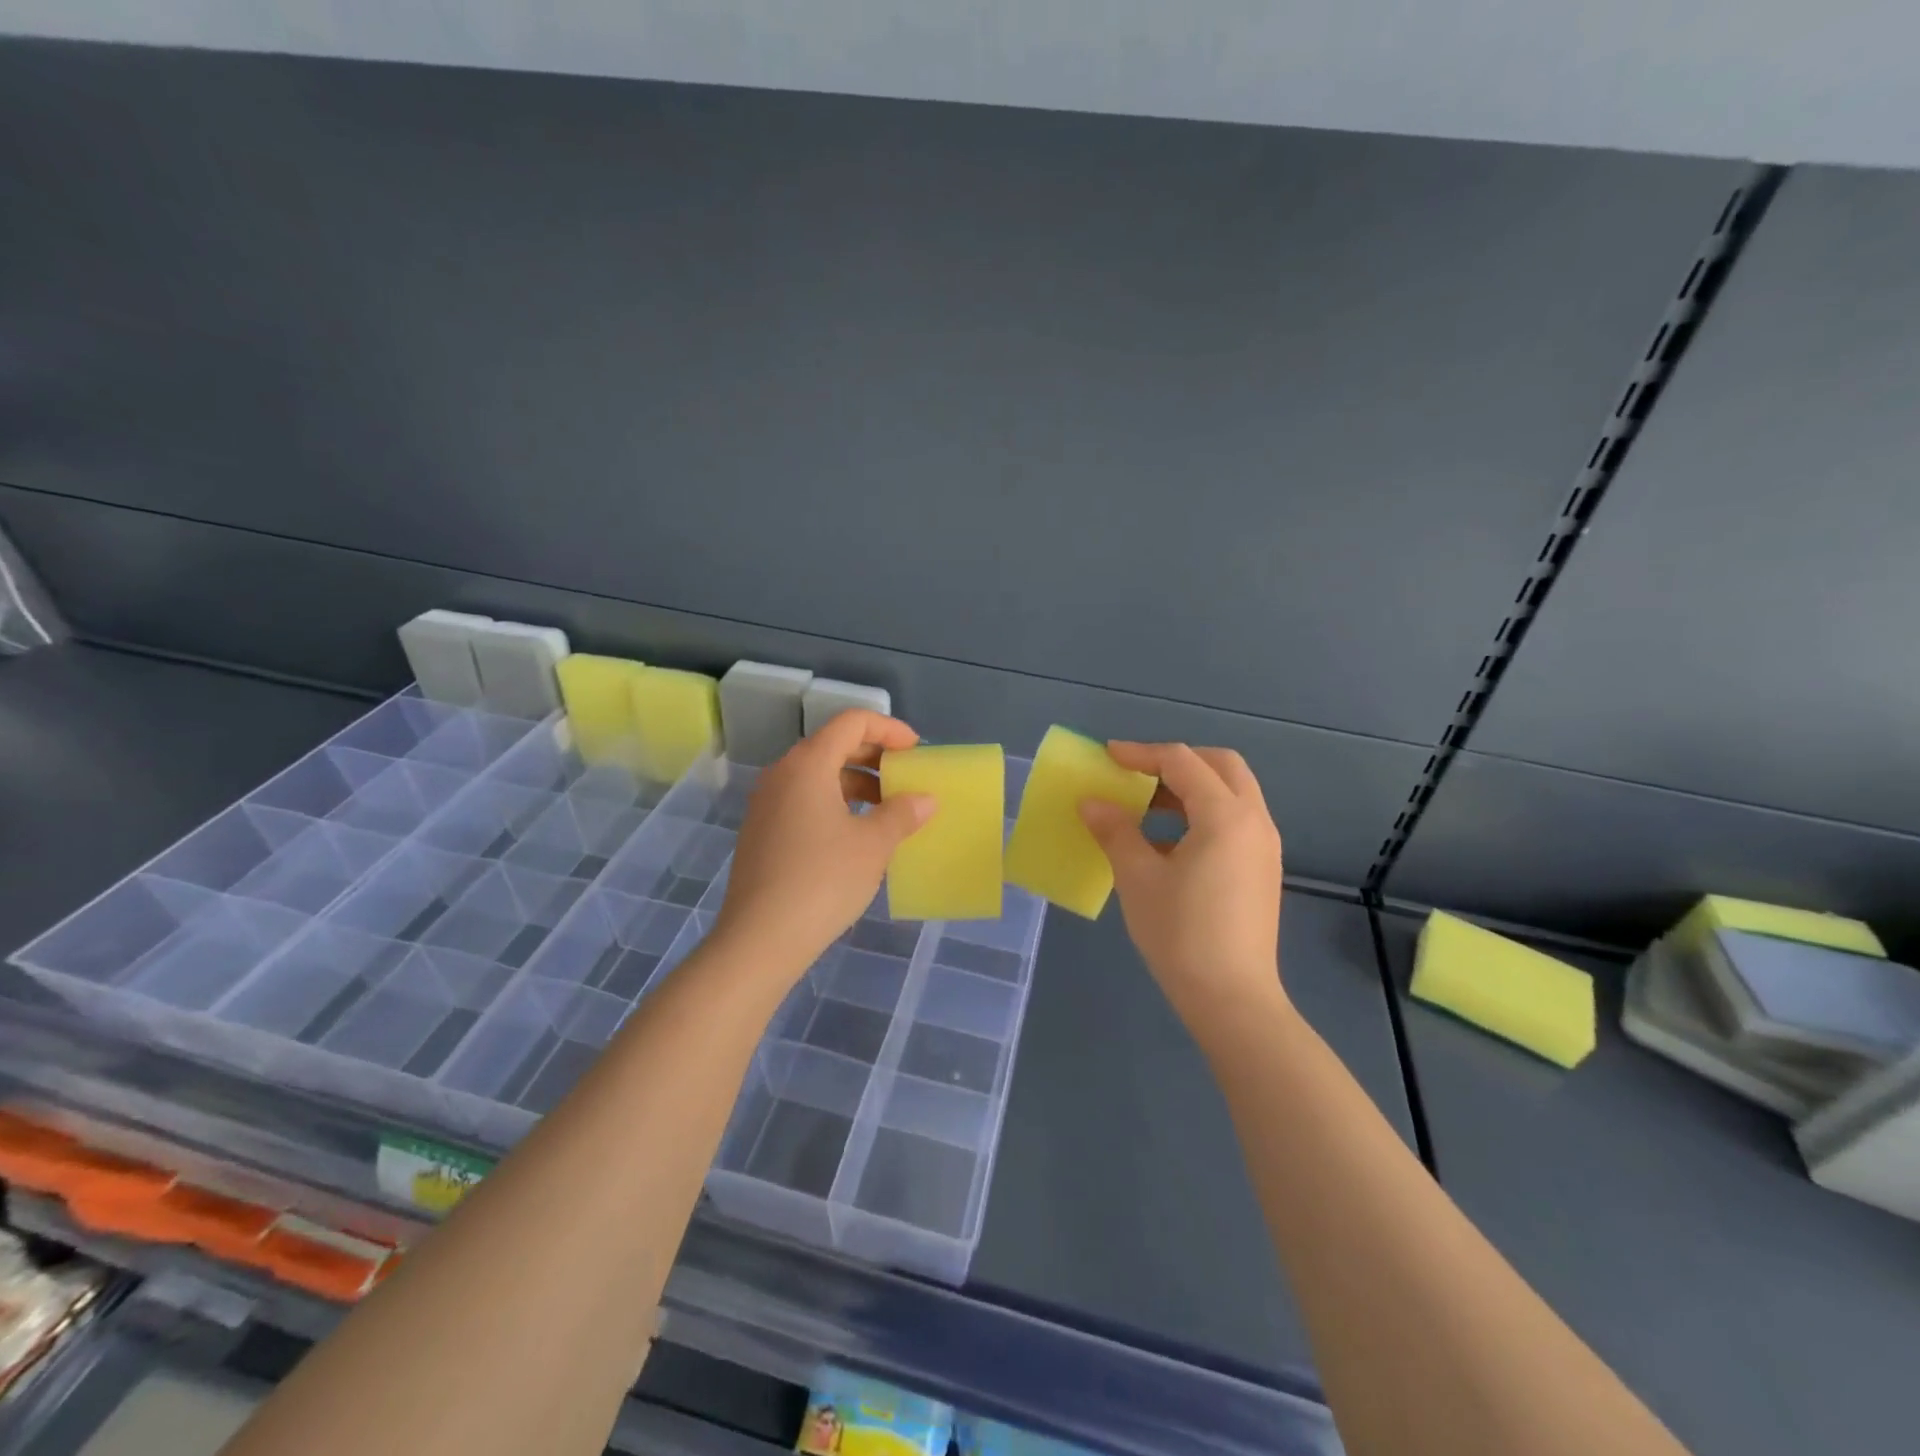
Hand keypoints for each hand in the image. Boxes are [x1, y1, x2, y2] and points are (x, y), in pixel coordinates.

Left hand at [714, 710, 934, 979]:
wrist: (759, 939)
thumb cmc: (823, 881)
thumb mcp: (873, 845)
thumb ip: (902, 813)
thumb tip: (925, 799)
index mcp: (808, 764)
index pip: (852, 723)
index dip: (889, 729)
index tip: (916, 751)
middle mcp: (782, 774)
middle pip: (833, 745)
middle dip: (874, 756)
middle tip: (906, 777)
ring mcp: (766, 803)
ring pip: (818, 775)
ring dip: (856, 782)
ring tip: (888, 809)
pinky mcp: (761, 831)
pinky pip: (804, 800)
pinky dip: (835, 803)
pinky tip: (856, 834)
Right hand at [1079, 743, 1288, 1032]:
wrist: (1232, 999)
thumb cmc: (1180, 934)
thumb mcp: (1137, 877)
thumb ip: (1115, 830)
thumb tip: (1091, 802)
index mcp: (1225, 815)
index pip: (1181, 762)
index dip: (1141, 753)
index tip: (1106, 756)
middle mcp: (1254, 821)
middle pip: (1220, 766)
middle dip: (1177, 761)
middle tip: (1137, 773)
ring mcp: (1264, 846)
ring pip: (1231, 792)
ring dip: (1191, 787)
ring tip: (1147, 806)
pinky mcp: (1262, 869)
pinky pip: (1235, 820)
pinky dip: (1203, 813)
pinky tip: (1169, 842)